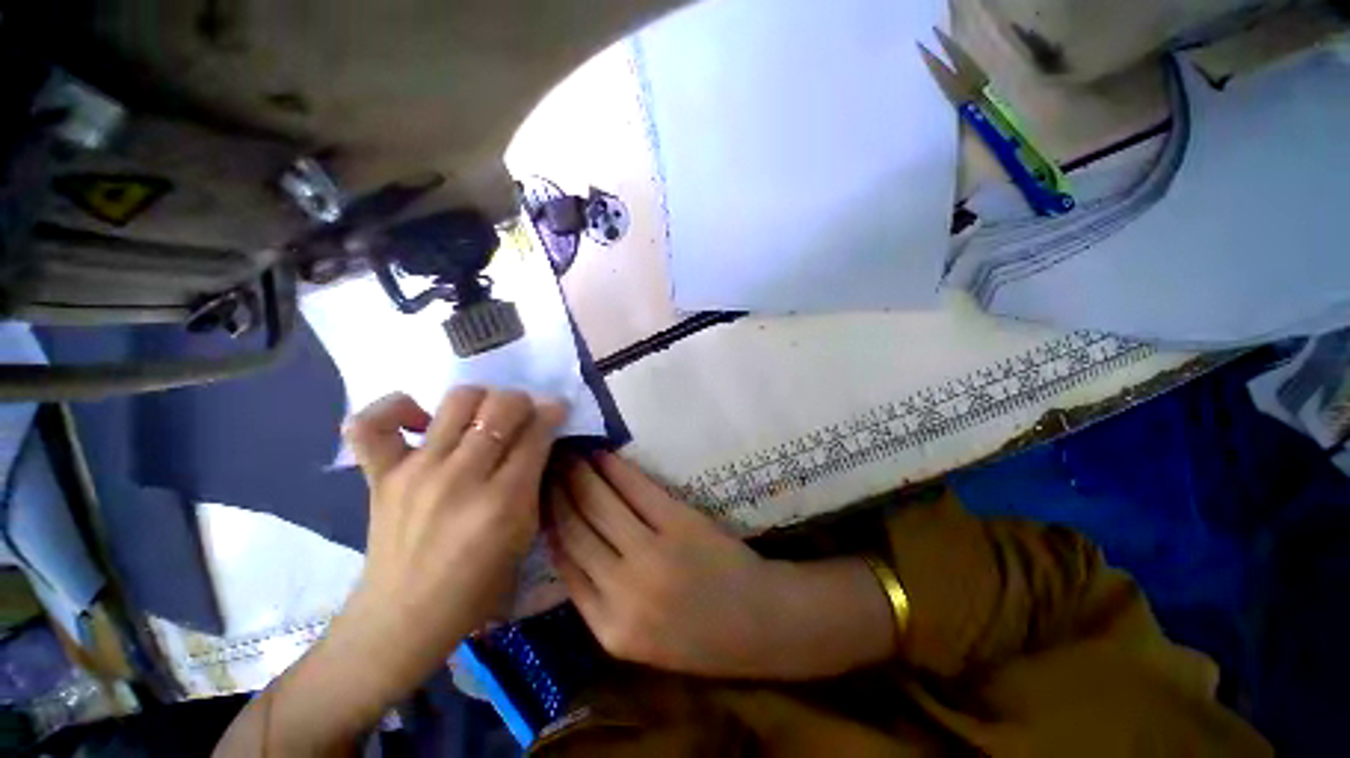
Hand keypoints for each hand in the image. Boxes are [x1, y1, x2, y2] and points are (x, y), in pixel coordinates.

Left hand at [332, 388, 566, 698]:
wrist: (404, 618)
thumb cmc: (477, 584)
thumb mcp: (525, 534)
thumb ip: (536, 480)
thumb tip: (541, 436)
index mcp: (503, 501)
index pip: (536, 433)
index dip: (553, 412)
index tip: (557, 410)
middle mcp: (461, 477)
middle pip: (501, 407)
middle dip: (523, 401)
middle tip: (523, 415)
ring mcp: (416, 471)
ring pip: (458, 400)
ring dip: (482, 398)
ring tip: (482, 416)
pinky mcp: (380, 474)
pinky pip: (373, 422)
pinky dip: (397, 407)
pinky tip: (422, 420)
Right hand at [546, 453, 895, 679]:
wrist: (758, 623)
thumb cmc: (699, 634)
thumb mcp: (637, 636)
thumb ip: (599, 596)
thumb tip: (566, 543)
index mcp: (607, 627)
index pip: (562, 562)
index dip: (547, 521)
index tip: (536, 494)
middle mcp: (622, 590)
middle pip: (575, 528)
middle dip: (556, 490)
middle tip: (544, 463)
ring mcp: (651, 554)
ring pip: (600, 504)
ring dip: (580, 473)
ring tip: (567, 452)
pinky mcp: (678, 524)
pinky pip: (636, 489)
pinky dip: (616, 469)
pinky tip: (602, 454)